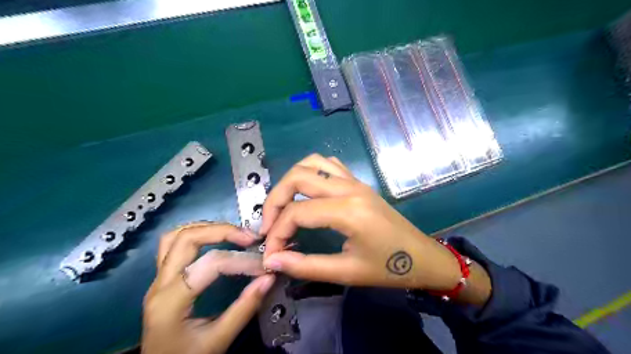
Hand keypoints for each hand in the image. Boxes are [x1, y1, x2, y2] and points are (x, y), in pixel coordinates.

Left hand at [144, 224, 274, 353]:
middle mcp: (159, 284)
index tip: (263, 266)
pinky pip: (173, 245)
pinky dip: (196, 235)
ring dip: (206, 228)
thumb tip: (269, 278)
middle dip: (222, 231)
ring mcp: (157, 280)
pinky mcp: (162, 280)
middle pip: (186, 238)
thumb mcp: (218, 340)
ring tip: (233, 234)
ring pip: (175, 236)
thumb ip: (245, 308)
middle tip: (249, 237)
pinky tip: (214, 240)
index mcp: (170, 302)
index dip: (241, 261)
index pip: (210, 264)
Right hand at [259, 154, 462, 290]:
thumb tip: (272, 260)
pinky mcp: (358, 182)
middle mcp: (349, 187)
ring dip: (290, 181)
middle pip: (297, 177)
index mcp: (348, 211)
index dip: (276, 232)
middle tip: (269, 226)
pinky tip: (307, 194)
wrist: (422, 257)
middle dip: (275, 200)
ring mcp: (355, 181)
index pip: (297, 212)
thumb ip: (305, 265)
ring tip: (284, 207)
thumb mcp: (346, 272)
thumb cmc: (388, 268)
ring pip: (311, 163)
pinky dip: (310, 173)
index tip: (270, 254)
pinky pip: (328, 165)